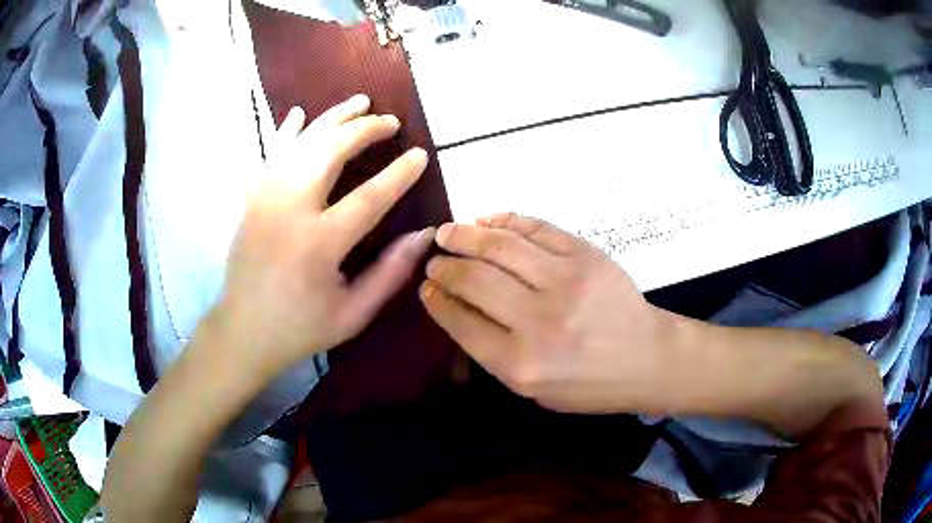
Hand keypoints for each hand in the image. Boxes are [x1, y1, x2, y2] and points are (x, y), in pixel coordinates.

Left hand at [213, 95, 434, 378]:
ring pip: (301, 142)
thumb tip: (424, 235)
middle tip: (391, 122)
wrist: (242, 331)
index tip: (421, 154)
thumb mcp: (353, 314)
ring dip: (333, 118)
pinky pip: (269, 154)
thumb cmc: (299, 328)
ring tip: (360, 102)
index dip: (399, 174)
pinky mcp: (250, 199)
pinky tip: (298, 113)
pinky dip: (285, 131)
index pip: (369, 197)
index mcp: (318, 244)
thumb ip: (390, 273)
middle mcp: (288, 209)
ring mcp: (264, 198)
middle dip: (365, 129)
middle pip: (331, 151)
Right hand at [420, 213, 670, 413]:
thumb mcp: (533, 390)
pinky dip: (505, 220)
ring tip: (448, 232)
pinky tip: (486, 221)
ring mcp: (565, 282)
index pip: (461, 321)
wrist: (647, 359)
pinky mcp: (586, 255)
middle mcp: (539, 321)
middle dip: (445, 266)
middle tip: (434, 259)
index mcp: (520, 364)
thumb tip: (456, 308)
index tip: (426, 287)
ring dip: (465, 235)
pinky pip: (536, 228)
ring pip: (500, 246)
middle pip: (474, 279)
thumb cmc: (588, 385)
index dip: (437, 300)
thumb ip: (492, 353)